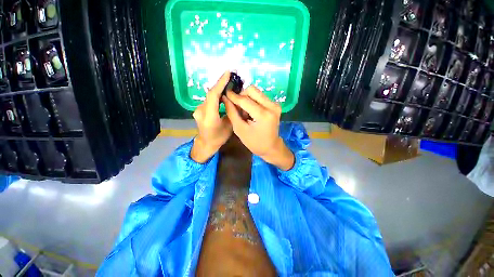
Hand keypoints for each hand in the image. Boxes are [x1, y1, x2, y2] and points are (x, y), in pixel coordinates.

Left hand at [191, 71, 232, 162]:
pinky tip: (223, 94)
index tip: (228, 72)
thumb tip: (237, 100)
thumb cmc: (219, 138)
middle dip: (221, 84)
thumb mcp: (230, 126)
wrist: (206, 144)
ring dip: (219, 89)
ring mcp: (198, 110)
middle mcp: (200, 111)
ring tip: (229, 84)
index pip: (213, 95)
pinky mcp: (199, 109)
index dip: (220, 83)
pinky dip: (216, 95)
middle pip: (211, 94)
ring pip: (210, 96)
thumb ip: (232, 112)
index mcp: (209, 117)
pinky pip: (209, 100)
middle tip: (231, 76)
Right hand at [222, 86, 294, 170]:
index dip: (233, 96)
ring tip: (244, 111)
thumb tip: (226, 98)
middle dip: (241, 96)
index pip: (245, 100)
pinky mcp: (276, 105)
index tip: (225, 93)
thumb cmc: (255, 142)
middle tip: (237, 107)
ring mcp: (275, 104)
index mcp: (263, 115)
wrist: (271, 147)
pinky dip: (253, 101)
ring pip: (256, 92)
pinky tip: (251, 111)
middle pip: (252, 90)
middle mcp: (272, 106)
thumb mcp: (240, 129)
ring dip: (247, 99)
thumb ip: (232, 113)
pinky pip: (260, 97)